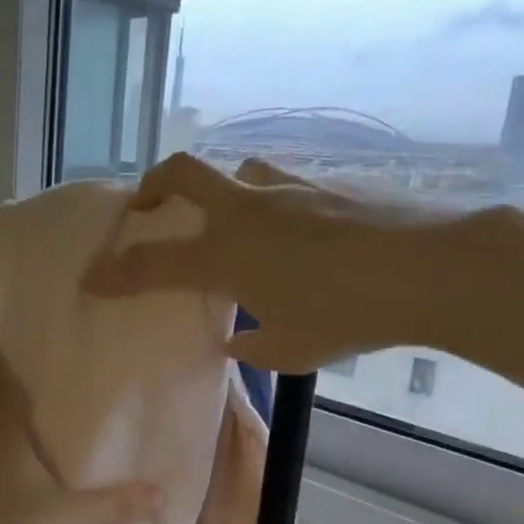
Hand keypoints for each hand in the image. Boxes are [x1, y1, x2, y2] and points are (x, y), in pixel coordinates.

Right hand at [83, 153, 475, 372]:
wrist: (432, 268)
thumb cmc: (351, 316)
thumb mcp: (291, 350)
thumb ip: (252, 344)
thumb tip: (235, 339)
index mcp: (227, 256)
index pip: (152, 264)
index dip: (115, 273)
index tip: (91, 279)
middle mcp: (246, 211)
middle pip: (180, 173)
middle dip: (150, 188)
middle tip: (144, 211)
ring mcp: (286, 189)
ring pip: (232, 173)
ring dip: (216, 193)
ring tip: (229, 227)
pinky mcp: (324, 183)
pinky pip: (278, 185)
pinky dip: (267, 205)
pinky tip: (293, 234)